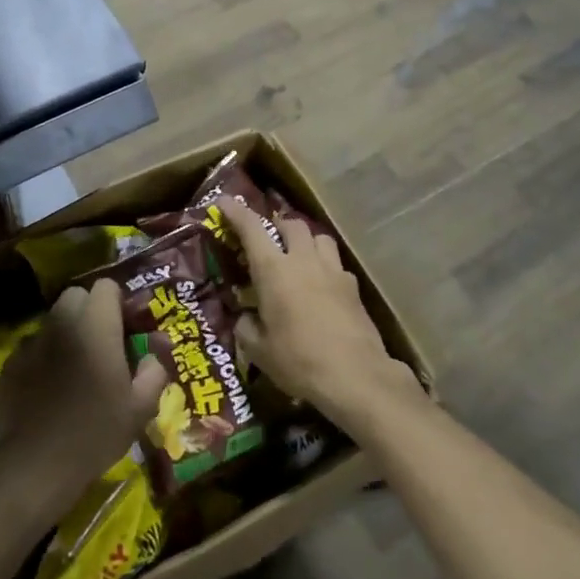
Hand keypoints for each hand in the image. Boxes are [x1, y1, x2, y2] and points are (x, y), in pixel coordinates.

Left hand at [0, 281, 167, 502]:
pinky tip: (50, 386)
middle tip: (103, 343)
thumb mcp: (140, 406)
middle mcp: (62, 322)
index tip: (127, 328)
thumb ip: (154, 370)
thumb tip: (157, 350)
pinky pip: (33, 347)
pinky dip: (44, 356)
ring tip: (76, 366)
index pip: (106, 286)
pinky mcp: (11, 364)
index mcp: (96, 324)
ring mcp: (32, 341)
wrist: (38, 463)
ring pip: (53, 320)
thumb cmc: (97, 430)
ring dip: (67, 332)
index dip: (119, 302)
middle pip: (76, 296)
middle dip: (90, 311)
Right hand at [220, 199, 418, 429]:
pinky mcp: (353, 287)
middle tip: (268, 240)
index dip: (236, 212)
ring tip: (298, 256)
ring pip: (319, 237)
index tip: (224, 202)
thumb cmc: (299, 361)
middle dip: (277, 226)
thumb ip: (247, 328)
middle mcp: (304, 261)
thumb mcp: (260, 351)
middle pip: (292, 224)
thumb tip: (245, 319)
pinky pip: (336, 264)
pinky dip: (325, 267)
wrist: (355, 376)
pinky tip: (322, 286)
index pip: (252, 229)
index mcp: (274, 270)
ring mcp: (333, 271)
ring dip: (306, 240)